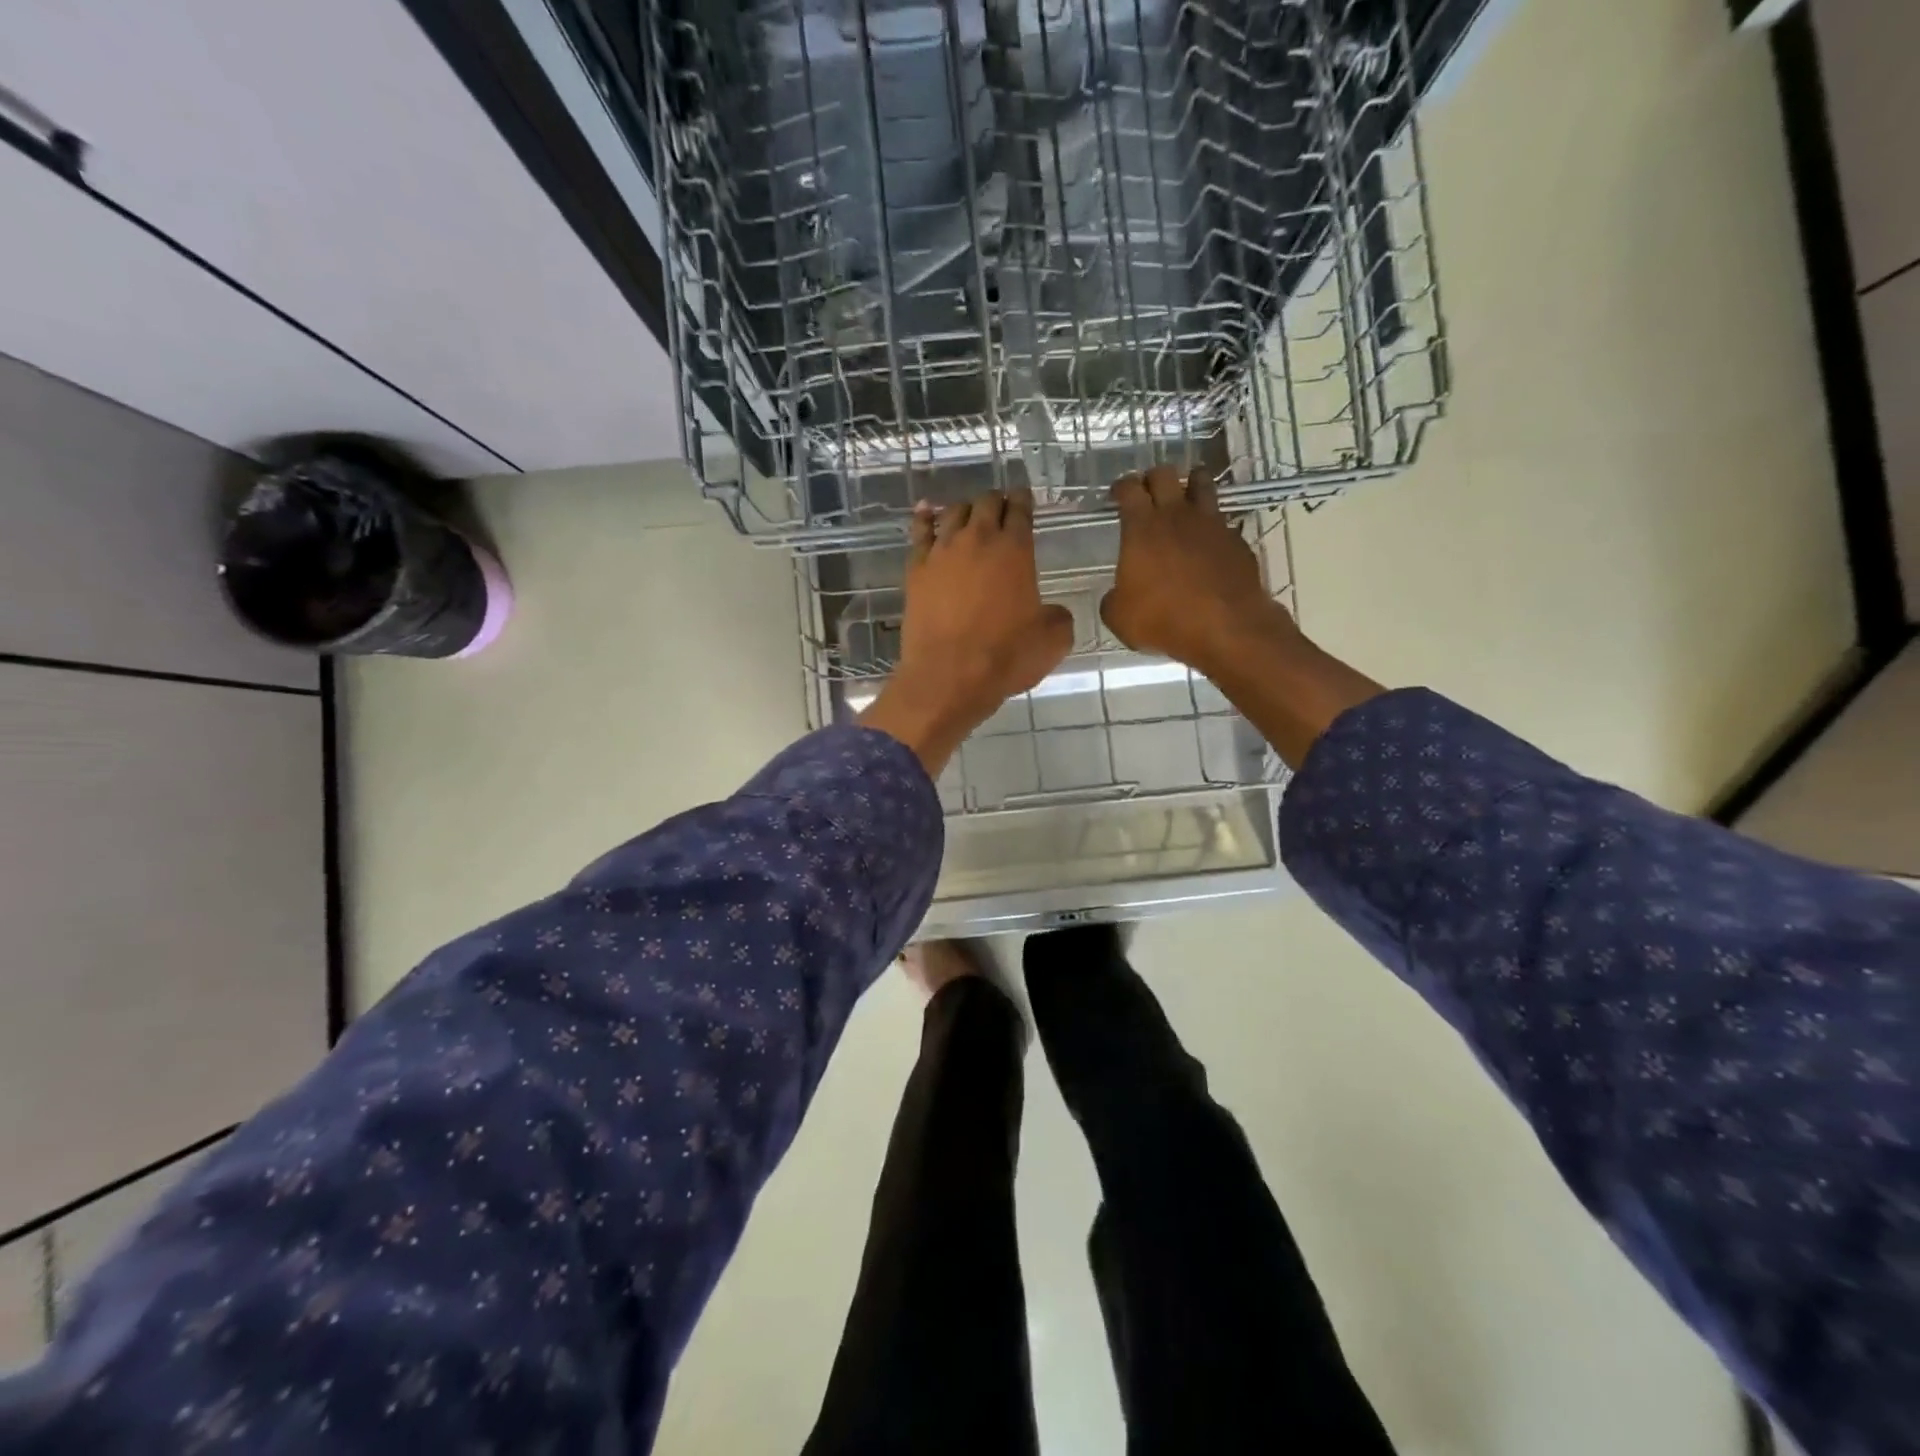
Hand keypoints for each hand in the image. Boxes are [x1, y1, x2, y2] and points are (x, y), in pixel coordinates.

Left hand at [861, 488, 1074, 774]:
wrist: (948, 677)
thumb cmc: (1005, 658)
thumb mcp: (1053, 641)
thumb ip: (1059, 617)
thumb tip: (1054, 612)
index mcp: (1014, 550)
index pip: (1020, 510)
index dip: (1024, 500)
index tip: (1024, 497)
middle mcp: (977, 540)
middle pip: (986, 503)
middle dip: (996, 500)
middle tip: (1001, 505)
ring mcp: (942, 552)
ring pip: (953, 513)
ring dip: (965, 508)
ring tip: (970, 512)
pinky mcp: (916, 570)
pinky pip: (919, 532)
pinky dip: (925, 518)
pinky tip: (926, 511)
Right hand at [1100, 464, 1297, 673]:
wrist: (1226, 627)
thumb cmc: (1164, 619)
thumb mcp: (1120, 618)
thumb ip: (1113, 600)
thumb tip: (1116, 596)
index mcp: (1142, 529)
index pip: (1129, 489)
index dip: (1121, 488)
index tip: (1117, 495)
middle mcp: (1177, 516)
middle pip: (1164, 474)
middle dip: (1152, 479)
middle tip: (1147, 493)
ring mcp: (1211, 524)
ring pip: (1201, 482)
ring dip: (1190, 484)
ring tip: (1184, 497)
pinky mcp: (1236, 540)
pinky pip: (1222, 520)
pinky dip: (1212, 524)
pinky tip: (1208, 540)